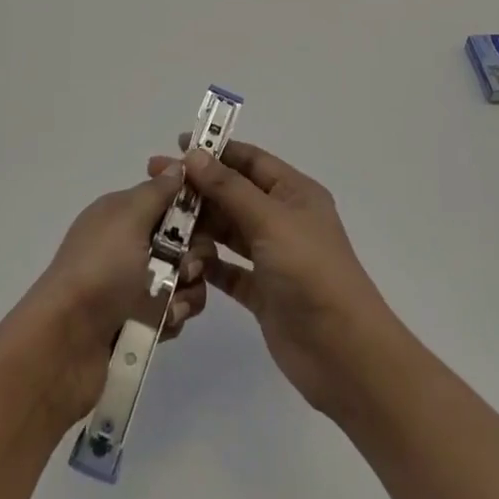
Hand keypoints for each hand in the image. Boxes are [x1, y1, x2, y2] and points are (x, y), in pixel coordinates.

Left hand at [14, 162, 215, 425]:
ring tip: (172, 305)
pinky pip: (176, 311)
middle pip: (185, 241)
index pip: (170, 200)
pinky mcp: (141, 322)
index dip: (193, 208)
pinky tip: (164, 324)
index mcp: (123, 214)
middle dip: (196, 254)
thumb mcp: (128, 218)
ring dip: (188, 290)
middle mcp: (129, 245)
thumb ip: (157, 191)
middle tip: (186, 267)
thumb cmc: (100, 269)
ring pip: (186, 278)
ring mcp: (135, 285)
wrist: (65, 344)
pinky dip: (175, 316)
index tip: (208, 218)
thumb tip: (179, 165)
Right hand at [145, 138, 399, 419]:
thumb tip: (194, 155)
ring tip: (160, 224)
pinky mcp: (262, 292)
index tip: (177, 145)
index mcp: (294, 192)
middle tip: (155, 184)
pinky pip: (227, 269)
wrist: (343, 352)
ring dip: (198, 226)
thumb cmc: (310, 272)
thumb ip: (229, 188)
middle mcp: (283, 219)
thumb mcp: (270, 220)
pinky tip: (179, 261)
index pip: (250, 160)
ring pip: (227, 231)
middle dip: (198, 188)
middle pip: (234, 194)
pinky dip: (206, 264)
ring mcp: (272, 257)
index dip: (215, 151)